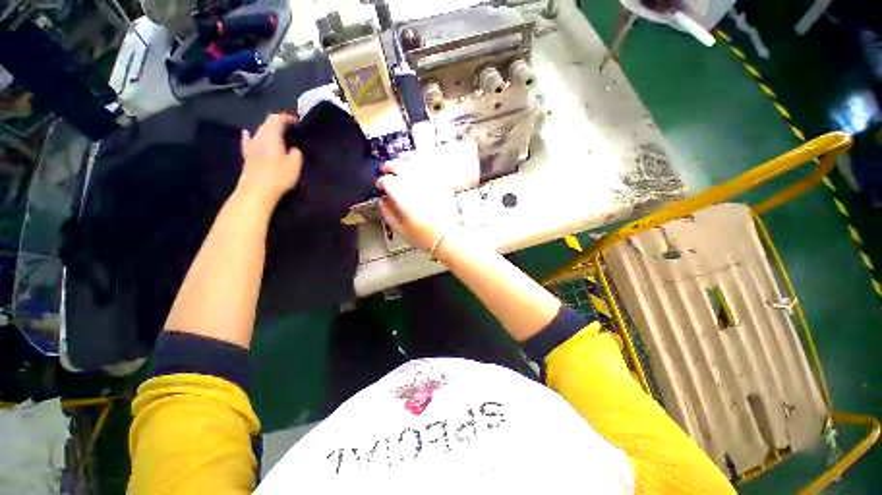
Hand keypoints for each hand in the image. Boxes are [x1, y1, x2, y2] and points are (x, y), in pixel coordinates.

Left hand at [237, 113, 302, 207]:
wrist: (256, 191)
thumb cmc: (278, 176)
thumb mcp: (295, 165)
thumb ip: (296, 153)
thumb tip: (293, 148)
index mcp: (272, 136)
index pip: (277, 119)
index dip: (287, 117)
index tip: (297, 121)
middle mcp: (259, 137)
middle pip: (267, 123)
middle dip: (278, 122)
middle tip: (290, 127)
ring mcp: (251, 146)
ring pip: (259, 131)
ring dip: (268, 129)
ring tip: (277, 133)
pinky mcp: (247, 155)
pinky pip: (248, 140)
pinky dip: (250, 135)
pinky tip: (248, 134)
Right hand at [376, 159, 460, 250]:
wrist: (446, 236)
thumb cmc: (423, 235)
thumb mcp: (400, 229)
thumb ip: (387, 213)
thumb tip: (382, 202)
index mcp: (402, 195)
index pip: (386, 180)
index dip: (380, 182)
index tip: (380, 186)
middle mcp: (414, 184)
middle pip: (399, 165)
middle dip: (390, 166)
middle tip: (386, 170)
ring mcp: (429, 181)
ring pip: (414, 163)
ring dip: (404, 165)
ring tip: (401, 169)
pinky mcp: (440, 183)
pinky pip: (429, 169)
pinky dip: (421, 167)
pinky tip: (418, 172)